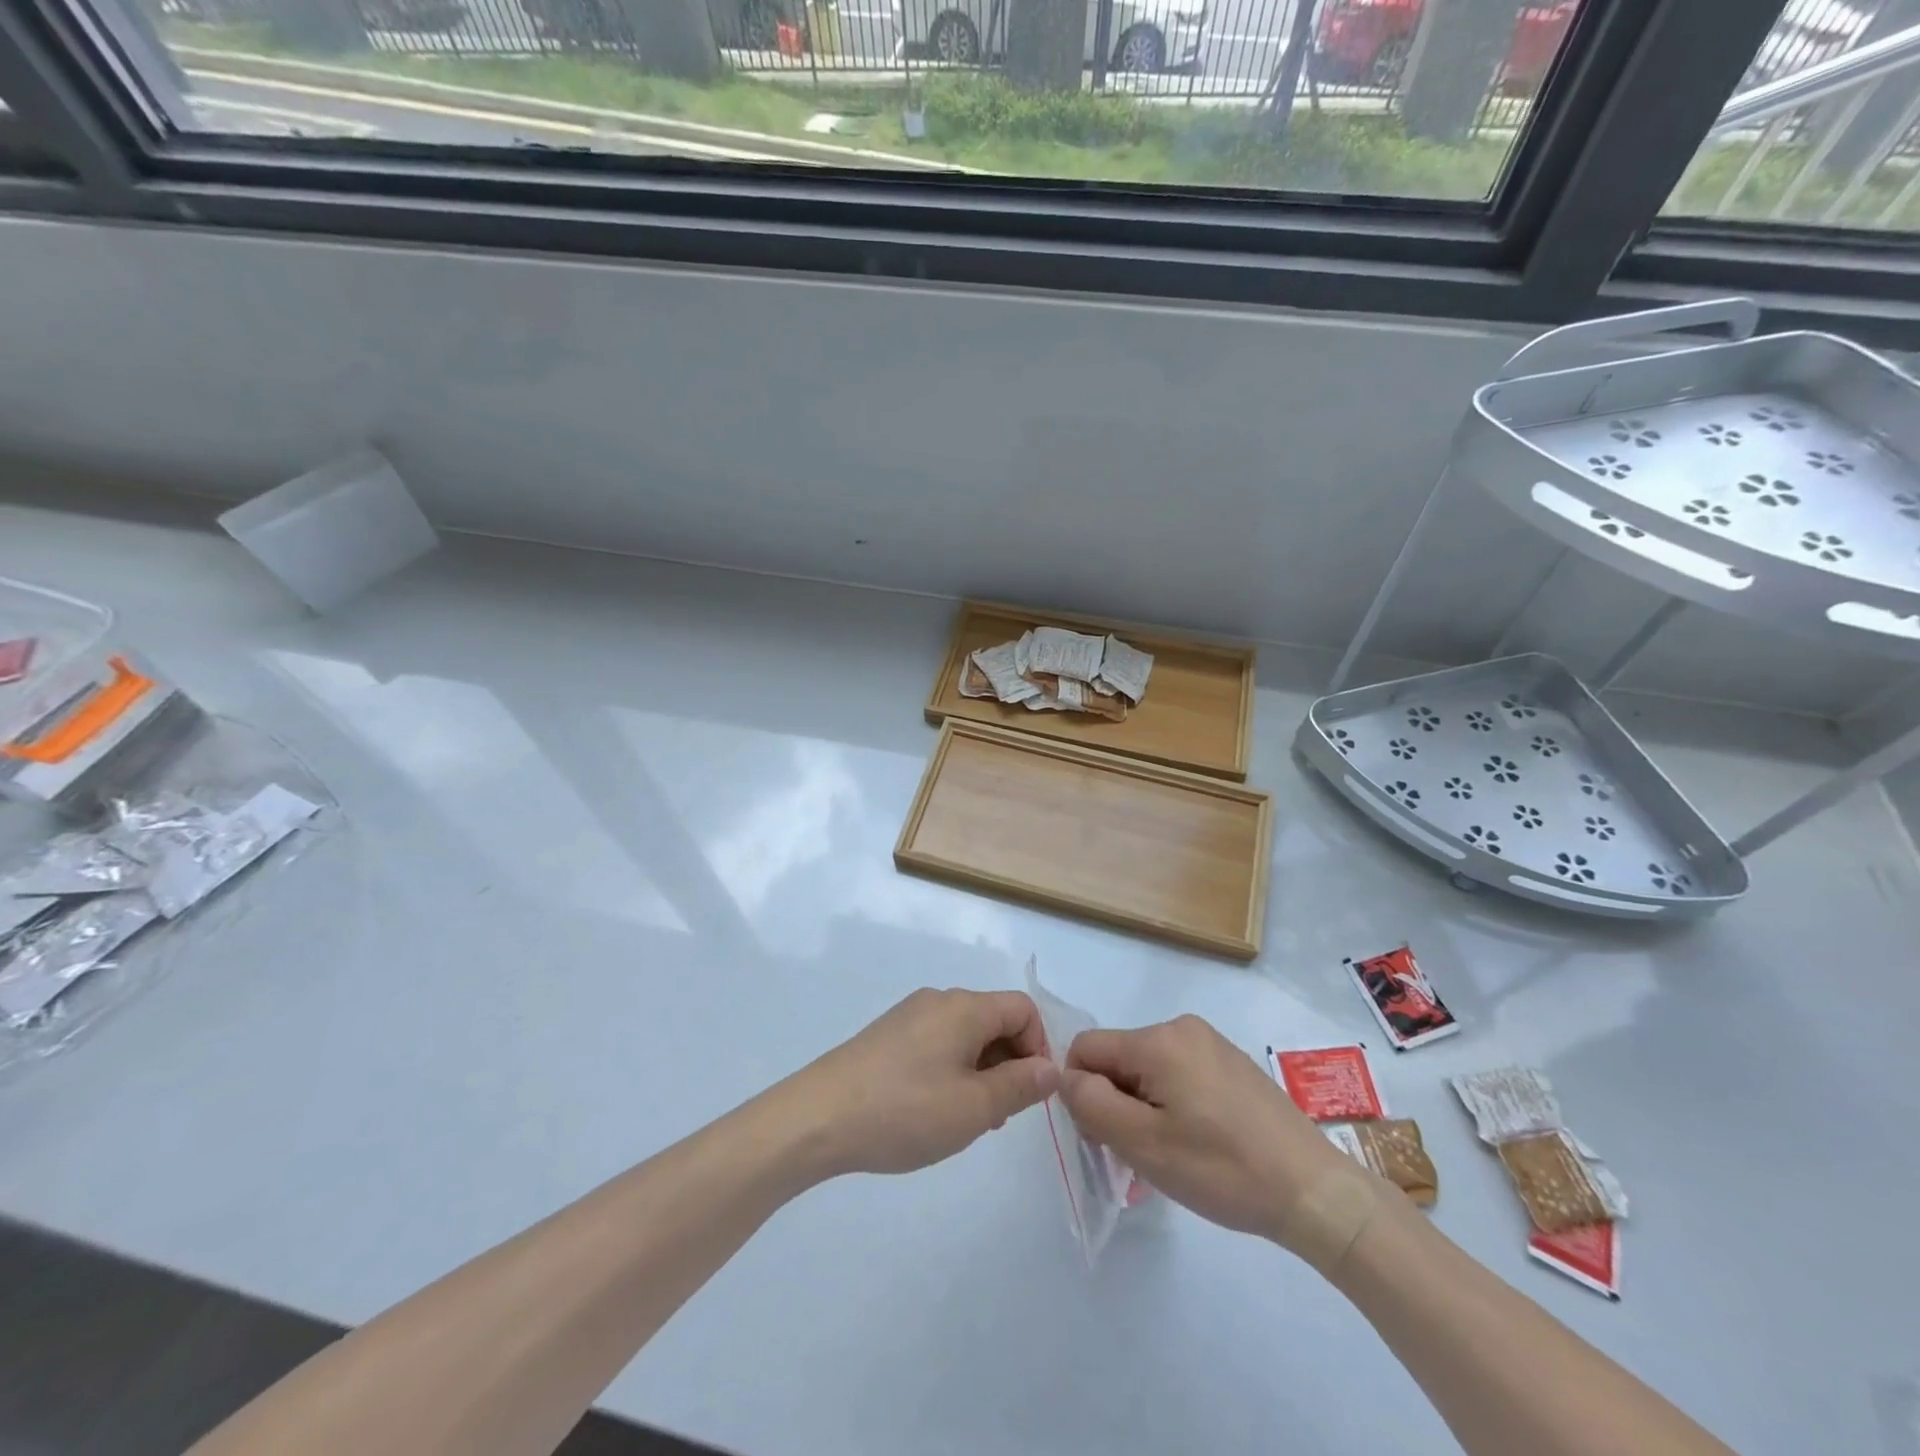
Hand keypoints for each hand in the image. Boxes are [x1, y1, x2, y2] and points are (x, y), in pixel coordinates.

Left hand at [789, 988, 1060, 1178]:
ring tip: (966, 1120)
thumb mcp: (974, 1107)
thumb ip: (1020, 1085)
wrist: (818, 1117)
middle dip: (1009, 1063)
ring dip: (980, 1071)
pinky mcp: (888, 1035)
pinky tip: (933, 1110)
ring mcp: (909, 1015)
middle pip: (994, 1020)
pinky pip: (937, 1043)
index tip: (1031, 1095)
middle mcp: (939, 1000)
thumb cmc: (905, 1110)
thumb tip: (1050, 1068)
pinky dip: (951, 1070)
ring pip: (965, 1035)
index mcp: (964, 1007)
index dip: (1039, 1048)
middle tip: (998, 1116)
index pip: (1023, 1009)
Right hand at [1060, 1016, 1356, 1249]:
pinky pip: (1179, 1074)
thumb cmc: (1222, 1168)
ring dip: (1144, 1107)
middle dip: (1115, 1101)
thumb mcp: (1142, 1143)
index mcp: (1157, 1039)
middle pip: (1119, 1058)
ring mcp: (1211, 1043)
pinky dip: (1173, 1104)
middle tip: (1139, 1153)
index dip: (1082, 1092)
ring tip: (1172, 1153)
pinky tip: (1199, 1143)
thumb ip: (1091, 1103)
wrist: (1314, 1192)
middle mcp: (1182, 1028)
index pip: (1086, 1048)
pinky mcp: (1232, 1063)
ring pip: (1148, 1069)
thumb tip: (1067, 1077)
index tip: (1105, 1137)